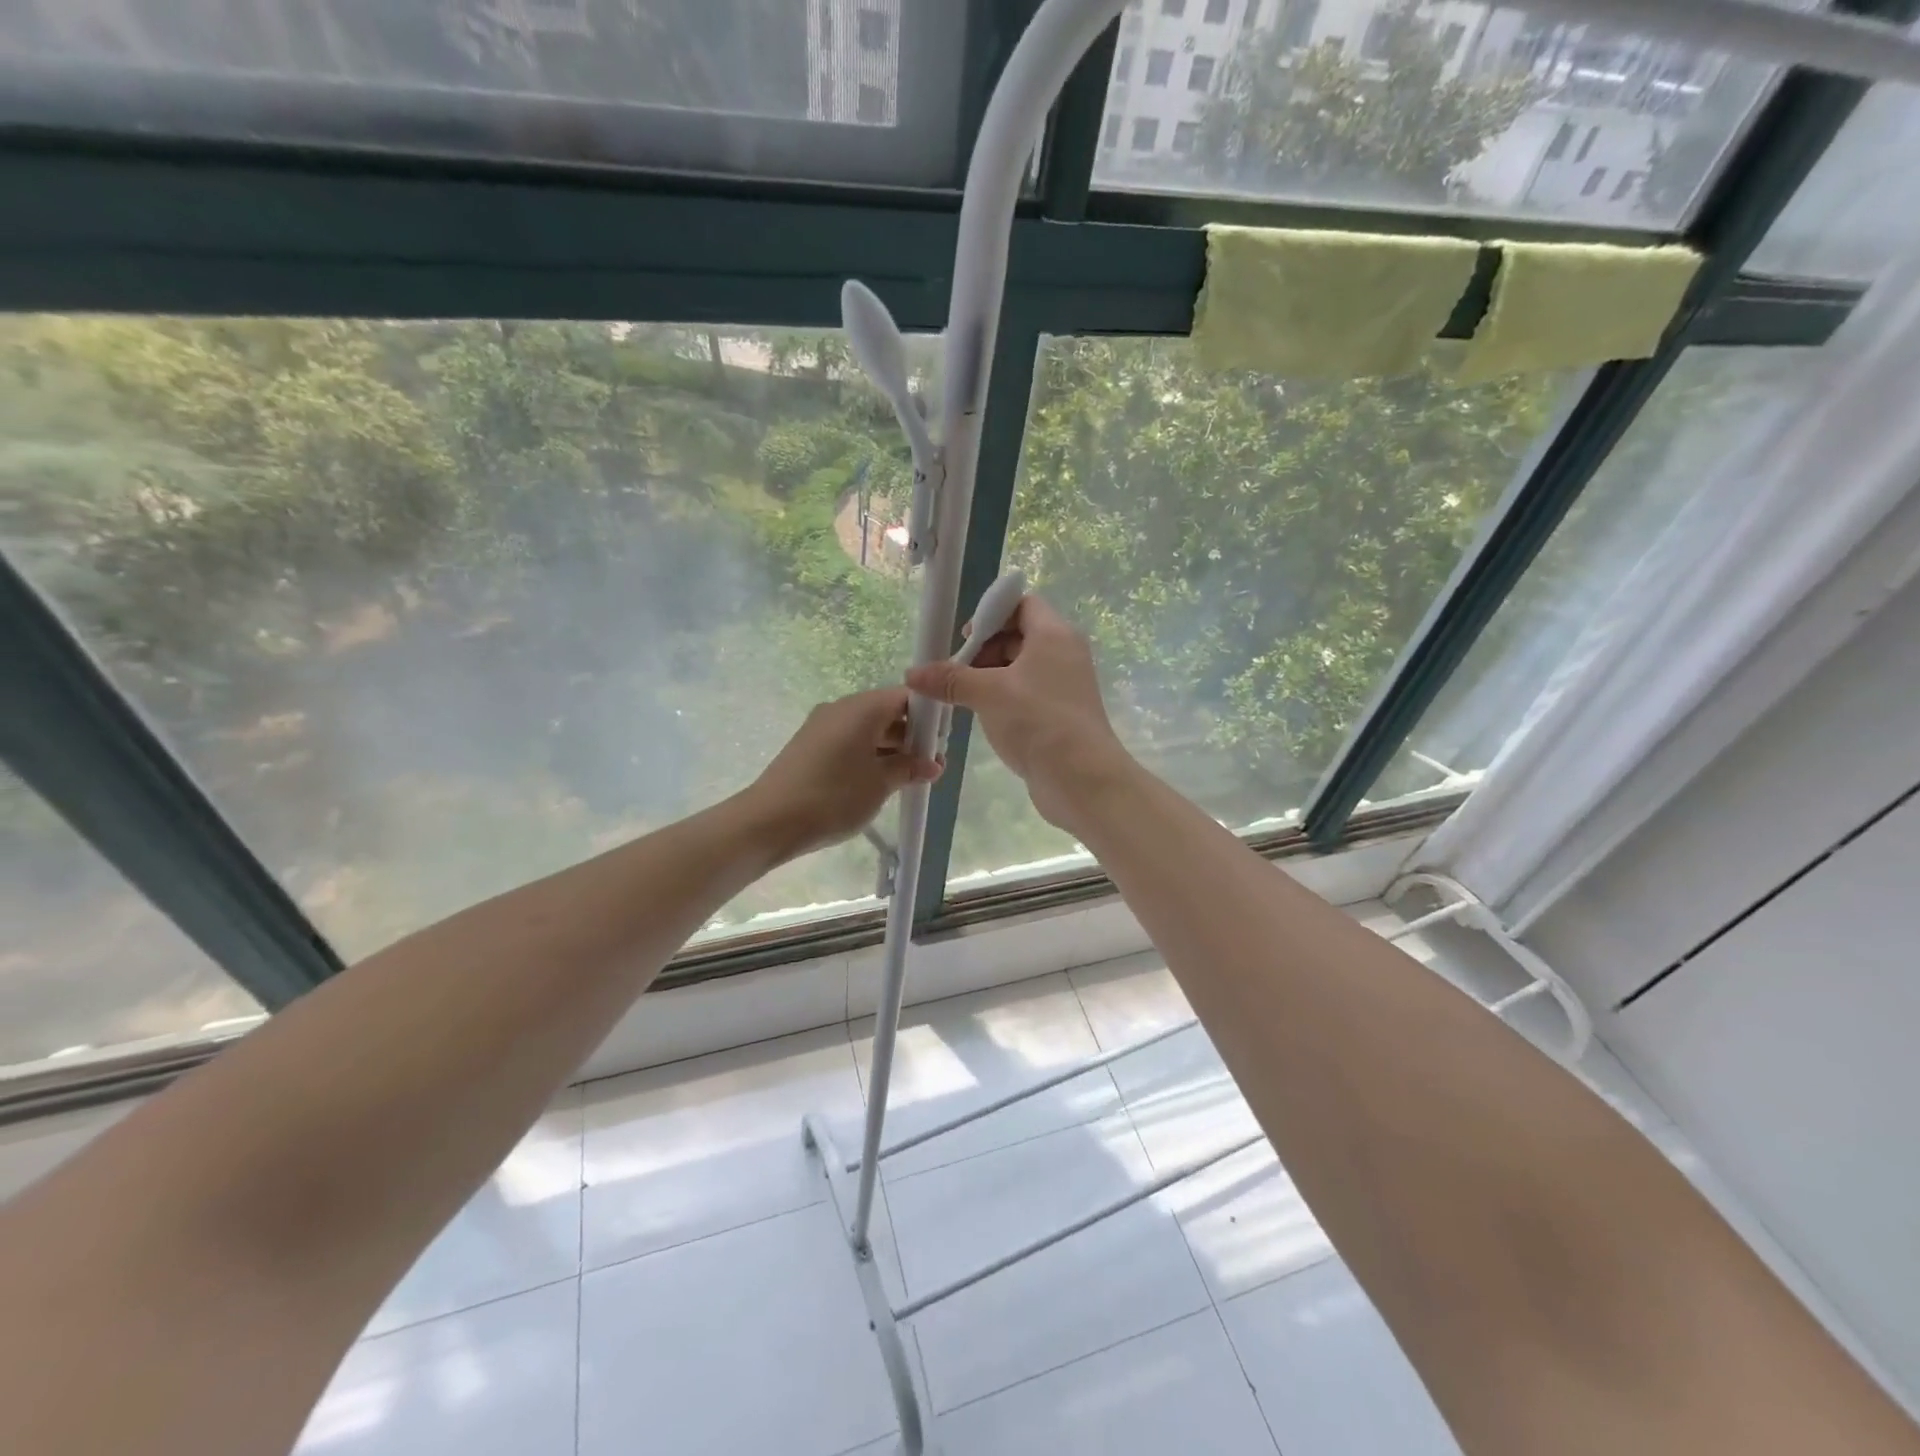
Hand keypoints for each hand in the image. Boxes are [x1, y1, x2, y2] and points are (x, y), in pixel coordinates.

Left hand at [744, 687, 941, 862]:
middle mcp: (842, 708)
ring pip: (867, 729)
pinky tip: (879, 781)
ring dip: (890, 749)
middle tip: (930, 765)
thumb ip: (909, 768)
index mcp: (862, 708)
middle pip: (886, 711)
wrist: (770, 821)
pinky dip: (868, 755)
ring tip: (909, 778)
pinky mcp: (810, 746)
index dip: (928, 716)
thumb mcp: (880, 784)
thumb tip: (932, 764)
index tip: (942, 742)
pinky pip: (849, 742)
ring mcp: (822, 726)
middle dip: (911, 736)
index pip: (906, 697)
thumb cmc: (833, 797)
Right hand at [906, 594, 1131, 832]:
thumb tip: (912, 674)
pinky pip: (1027, 693)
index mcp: (1054, 634)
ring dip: (990, 677)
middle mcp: (1064, 653)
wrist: (1082, 779)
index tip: (965, 639)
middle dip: (984, 650)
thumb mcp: (988, 694)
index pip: (1022, 604)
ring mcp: (1065, 685)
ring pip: (1021, 668)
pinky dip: (1004, 698)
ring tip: (962, 698)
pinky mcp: (1060, 714)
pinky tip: (984, 717)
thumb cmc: (1037, 722)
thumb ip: (950, 680)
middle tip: (957, 673)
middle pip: (1019, 635)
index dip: (990, 614)